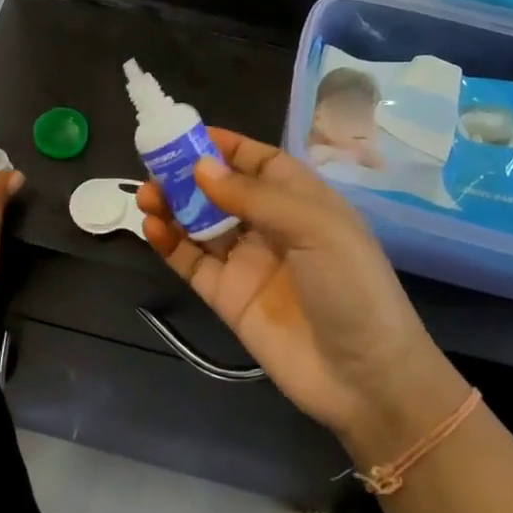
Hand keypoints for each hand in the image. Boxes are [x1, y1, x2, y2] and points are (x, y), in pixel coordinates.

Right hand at [137, 129, 463, 455]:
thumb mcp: (314, 227)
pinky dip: (170, 243)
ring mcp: (247, 262)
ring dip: (173, 205)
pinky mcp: (227, 296)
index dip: (225, 146)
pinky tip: (153, 228)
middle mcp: (271, 226)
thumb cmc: (351, 286)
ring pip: (200, 223)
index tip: (186, 133)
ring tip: (146, 195)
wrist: (366, 379)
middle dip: (188, 175)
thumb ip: (254, 197)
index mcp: (301, 200)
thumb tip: (201, 167)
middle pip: (222, 190)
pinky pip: (192, 262)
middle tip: (154, 166)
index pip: (258, 162)